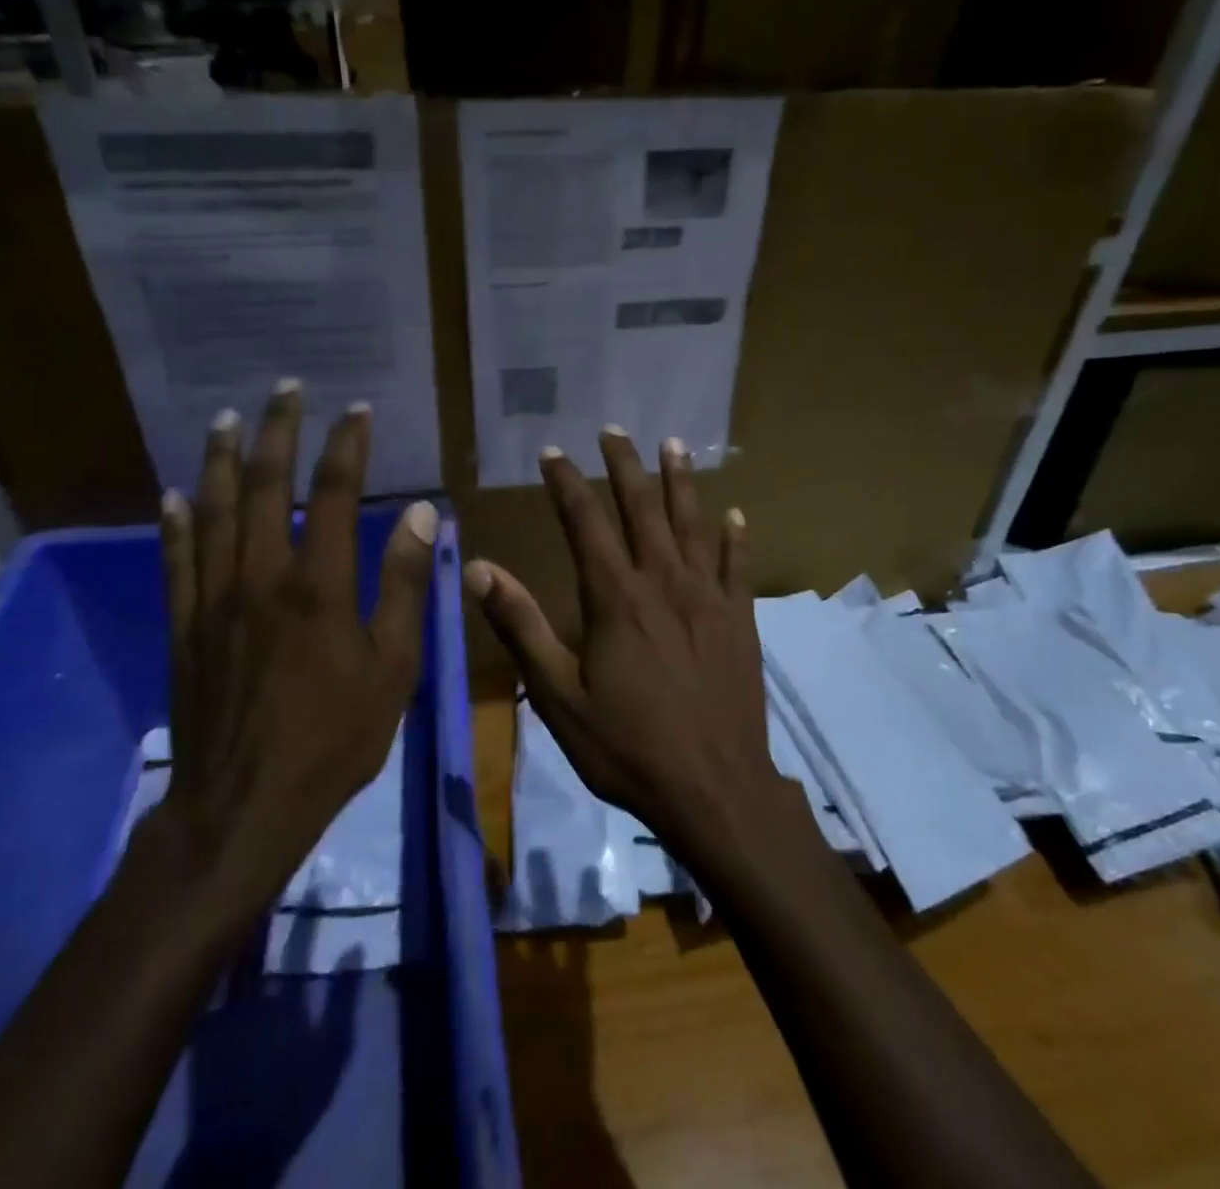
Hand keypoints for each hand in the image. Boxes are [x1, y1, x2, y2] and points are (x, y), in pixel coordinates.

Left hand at [142, 384, 436, 939]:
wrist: (243, 806)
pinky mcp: (184, 626)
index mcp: (318, 586)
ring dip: (221, 459)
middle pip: (263, 486)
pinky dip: (175, 521)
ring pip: (213, 511)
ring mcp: (213, 599)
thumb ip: (404, 587)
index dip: (345, 446)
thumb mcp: (392, 668)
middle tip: (286, 390)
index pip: (331, 494)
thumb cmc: (334, 738)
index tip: (356, 411)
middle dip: (278, 431)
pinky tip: (173, 493)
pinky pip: (176, 560)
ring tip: (225, 418)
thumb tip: (422, 515)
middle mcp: (260, 577)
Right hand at [465, 427, 787, 848]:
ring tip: (674, 444)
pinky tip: (736, 515)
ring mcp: (709, 597)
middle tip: (614, 431)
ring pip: (694, 523)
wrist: (714, 788)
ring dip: (682, 481)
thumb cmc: (627, 746)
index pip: (585, 522)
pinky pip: (739, 565)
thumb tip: (479, 569)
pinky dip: (736, 537)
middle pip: (642, 508)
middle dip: (625, 466)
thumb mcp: (558, 696)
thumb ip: (521, 627)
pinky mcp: (741, 619)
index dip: (566, 483)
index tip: (552, 452)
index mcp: (615, 597)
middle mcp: (663, 582)